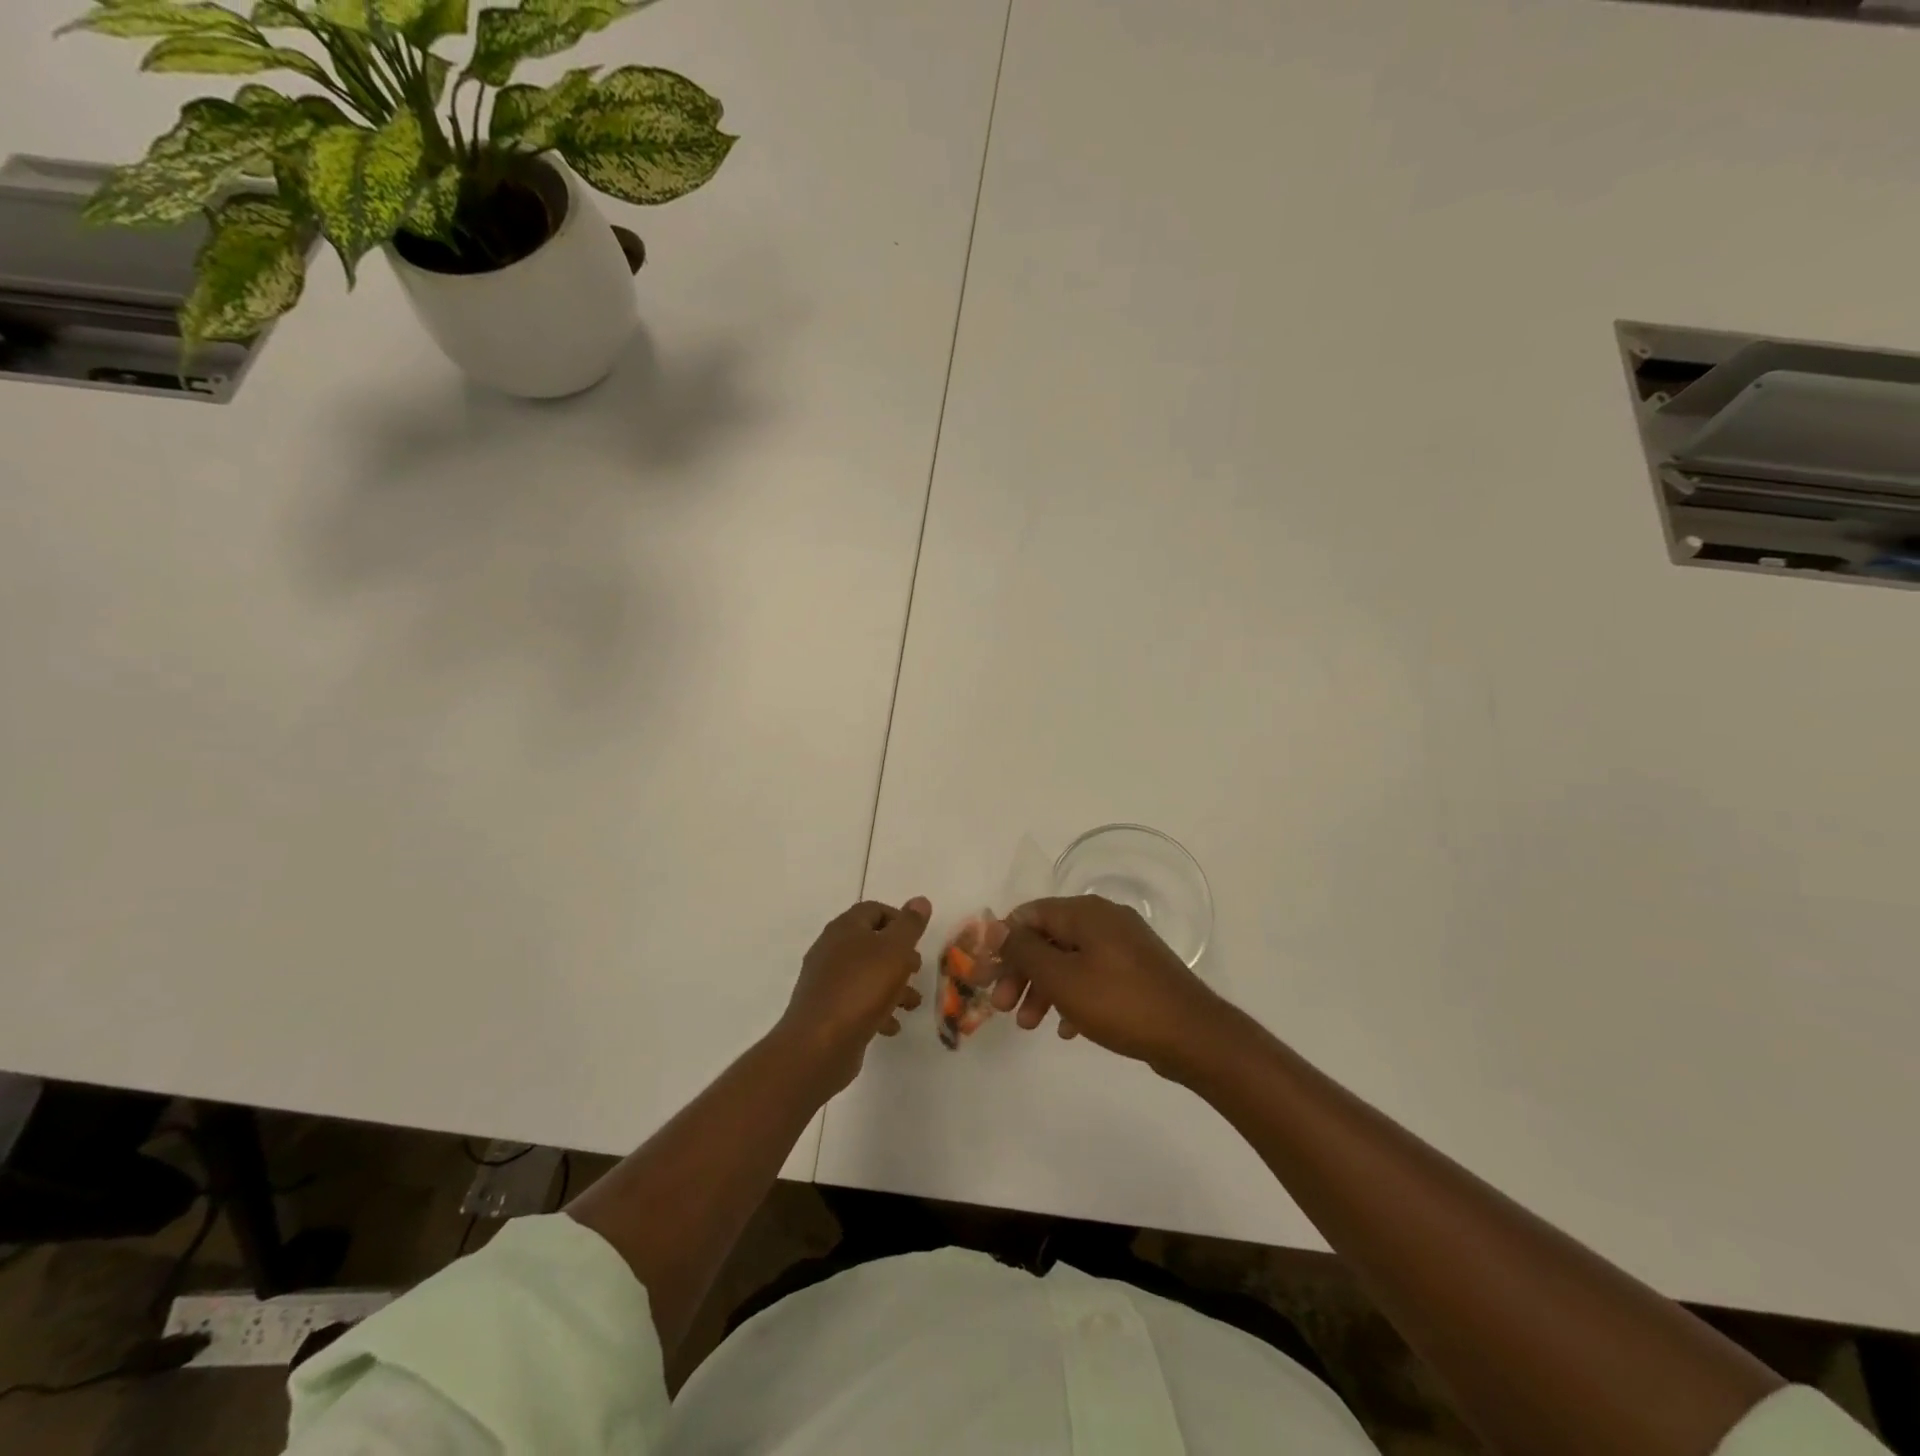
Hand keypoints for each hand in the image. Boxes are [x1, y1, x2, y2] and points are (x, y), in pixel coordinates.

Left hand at [780, 897, 930, 1092]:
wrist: (819, 1044)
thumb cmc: (862, 988)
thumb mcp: (895, 950)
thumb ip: (909, 925)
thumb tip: (920, 900)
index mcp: (845, 929)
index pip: (873, 910)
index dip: (899, 919)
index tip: (918, 939)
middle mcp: (830, 950)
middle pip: (870, 943)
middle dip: (898, 956)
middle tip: (916, 970)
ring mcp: (825, 981)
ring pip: (865, 975)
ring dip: (892, 986)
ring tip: (912, 1004)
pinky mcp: (825, 1011)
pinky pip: (855, 1002)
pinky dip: (876, 1010)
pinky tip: (891, 1025)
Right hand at [993, 895, 1226, 1074]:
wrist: (1194, 1035)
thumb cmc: (1120, 1003)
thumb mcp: (1061, 978)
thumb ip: (1024, 951)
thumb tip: (995, 927)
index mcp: (1085, 912)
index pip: (1029, 914)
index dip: (1003, 944)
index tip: (988, 978)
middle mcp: (1104, 919)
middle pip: (1048, 937)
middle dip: (1022, 972)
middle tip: (1003, 1008)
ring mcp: (1124, 944)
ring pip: (1069, 959)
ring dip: (1044, 988)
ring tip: (1031, 1025)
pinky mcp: (1137, 970)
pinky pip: (1093, 975)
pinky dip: (1074, 996)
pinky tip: (1067, 1029)